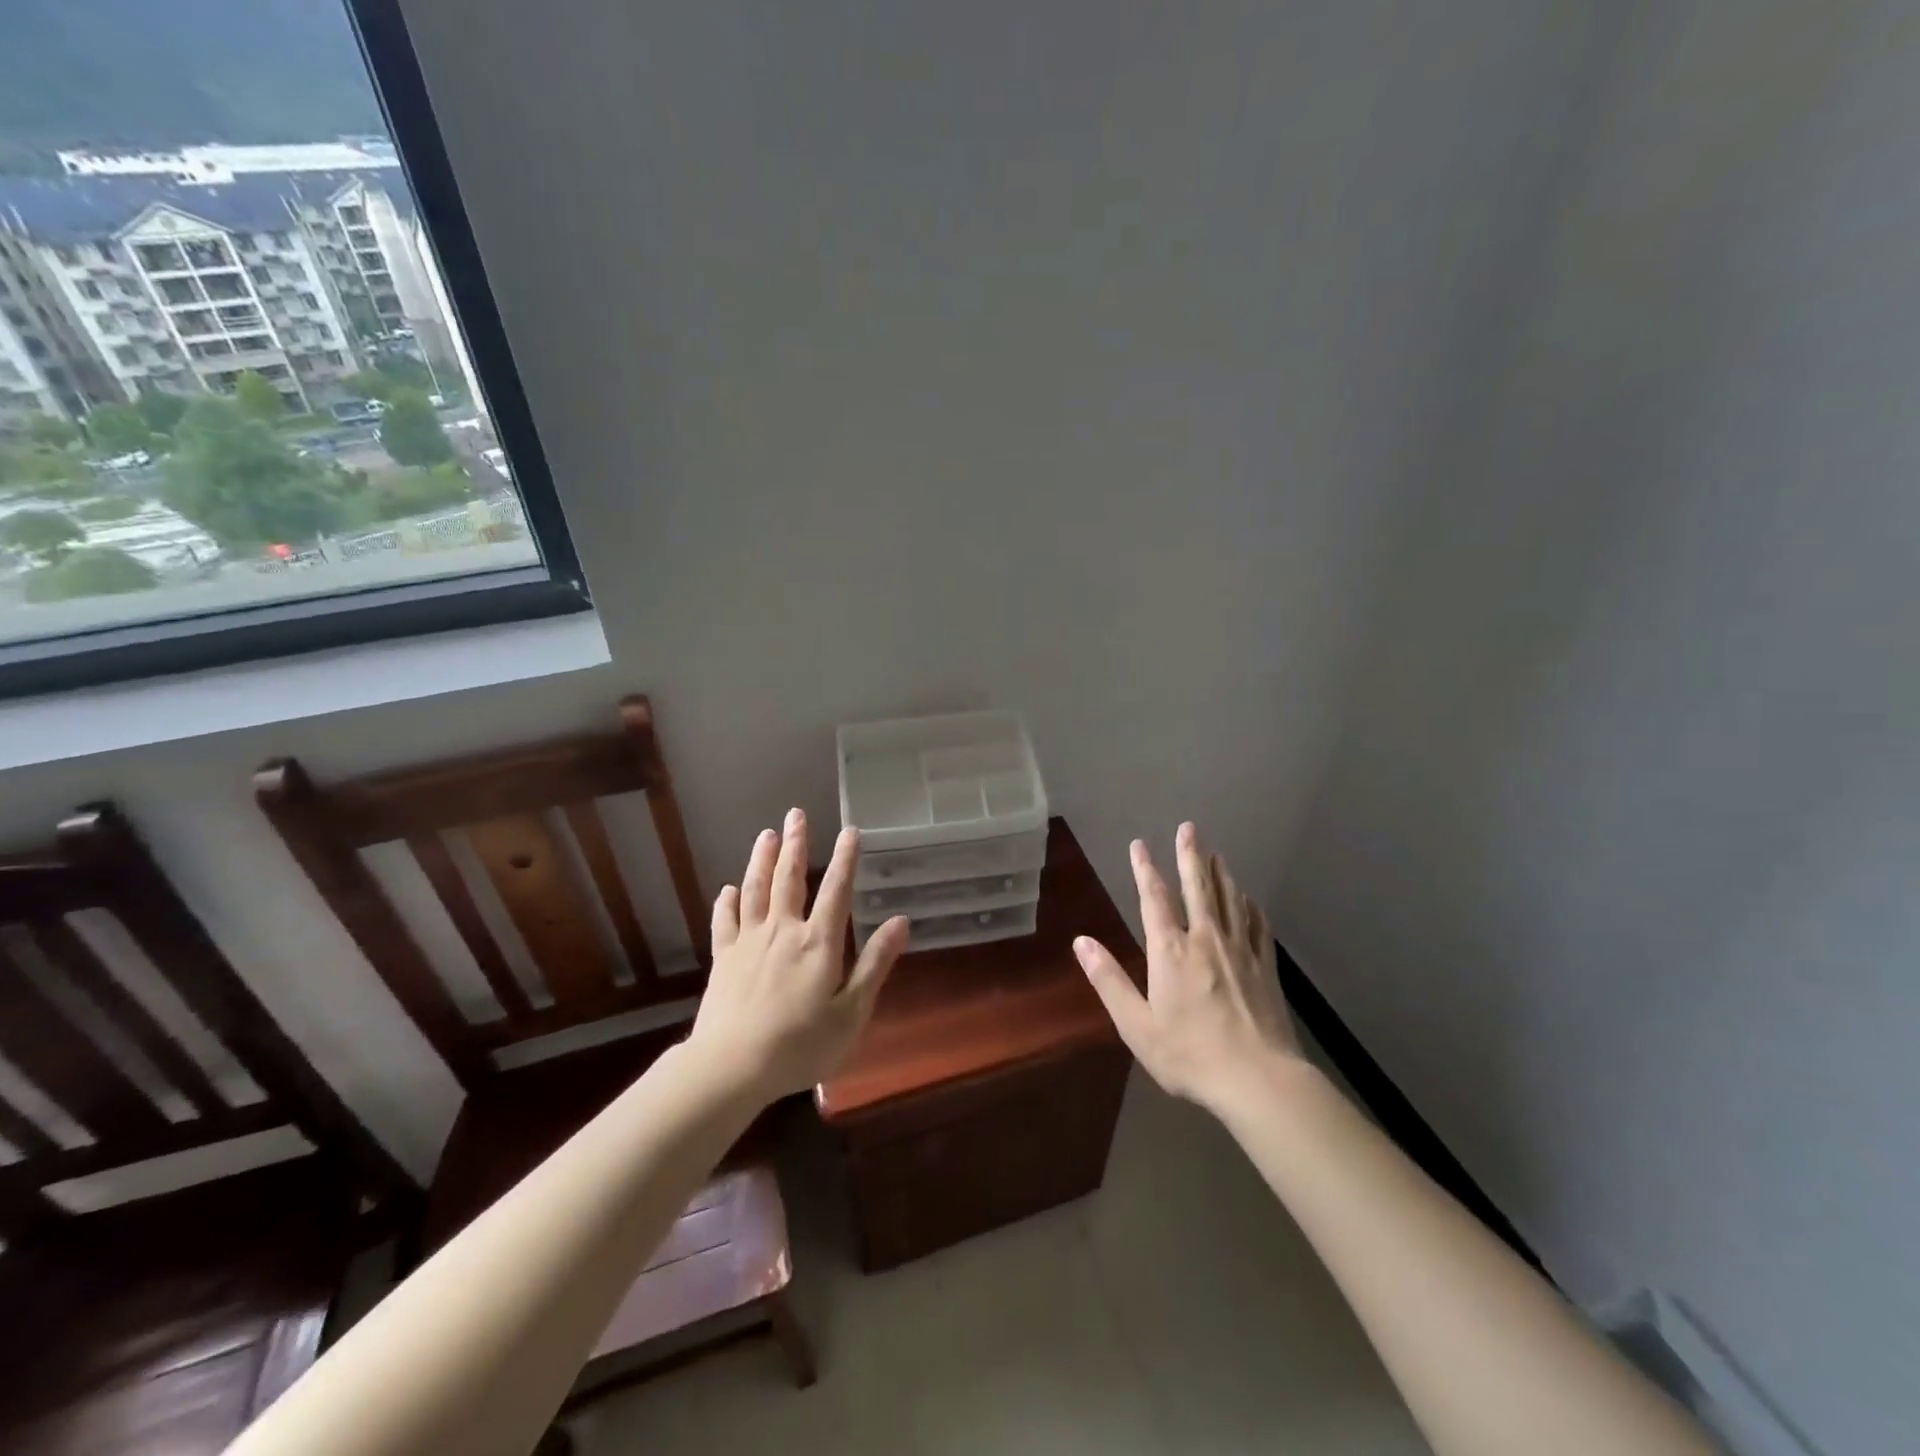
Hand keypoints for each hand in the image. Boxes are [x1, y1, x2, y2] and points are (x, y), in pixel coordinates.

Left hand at [688, 808, 910, 1100]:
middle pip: (790, 879)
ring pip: (756, 890)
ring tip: (767, 834)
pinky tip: (728, 889)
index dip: (846, 859)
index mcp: (818, 942)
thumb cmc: (801, 1045)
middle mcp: (784, 931)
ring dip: (762, 860)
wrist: (732, 1067)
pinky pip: (725, 922)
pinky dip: (727, 902)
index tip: (850, 829)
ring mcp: (749, 942)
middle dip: (796, 844)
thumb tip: (901, 921)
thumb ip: (875, 964)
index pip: (837, 890)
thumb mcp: (852, 1012)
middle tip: (796, 814)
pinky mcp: (723, 959)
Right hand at [1074, 822, 1300, 1116]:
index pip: (1154, 898)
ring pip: (1230, 900)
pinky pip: (1257, 926)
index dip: (1145, 868)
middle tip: (1189, 828)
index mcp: (1170, 950)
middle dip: (1190, 855)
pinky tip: (1249, 899)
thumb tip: (1081, 941)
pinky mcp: (1266, 967)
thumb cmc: (1189, 1054)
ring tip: (1216, 854)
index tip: (1140, 844)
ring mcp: (1240, 951)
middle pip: (1197, 887)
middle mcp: (1205, 939)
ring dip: (1220, 873)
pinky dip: (1250, 906)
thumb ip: (1108, 979)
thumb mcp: (1136, 1024)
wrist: (1258, 1079)